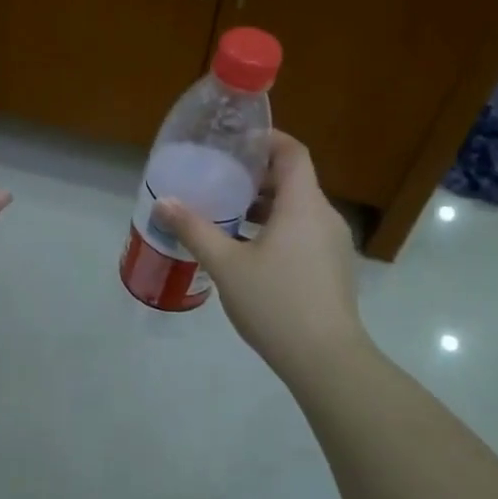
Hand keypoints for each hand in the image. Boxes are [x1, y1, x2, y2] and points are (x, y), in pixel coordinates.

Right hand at [154, 132, 369, 383]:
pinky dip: (279, 228)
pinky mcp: (333, 268)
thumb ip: (194, 230)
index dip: (267, 140)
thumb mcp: (226, 265)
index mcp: (303, 204)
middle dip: (257, 176)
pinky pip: (305, 232)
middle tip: (220, 178)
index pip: (292, 152)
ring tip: (228, 214)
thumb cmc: (275, 303)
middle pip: (294, 180)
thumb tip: (163, 203)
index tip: (236, 141)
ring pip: (299, 209)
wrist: (326, 359)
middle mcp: (325, 216)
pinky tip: (250, 251)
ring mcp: (334, 244)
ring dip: (266, 205)